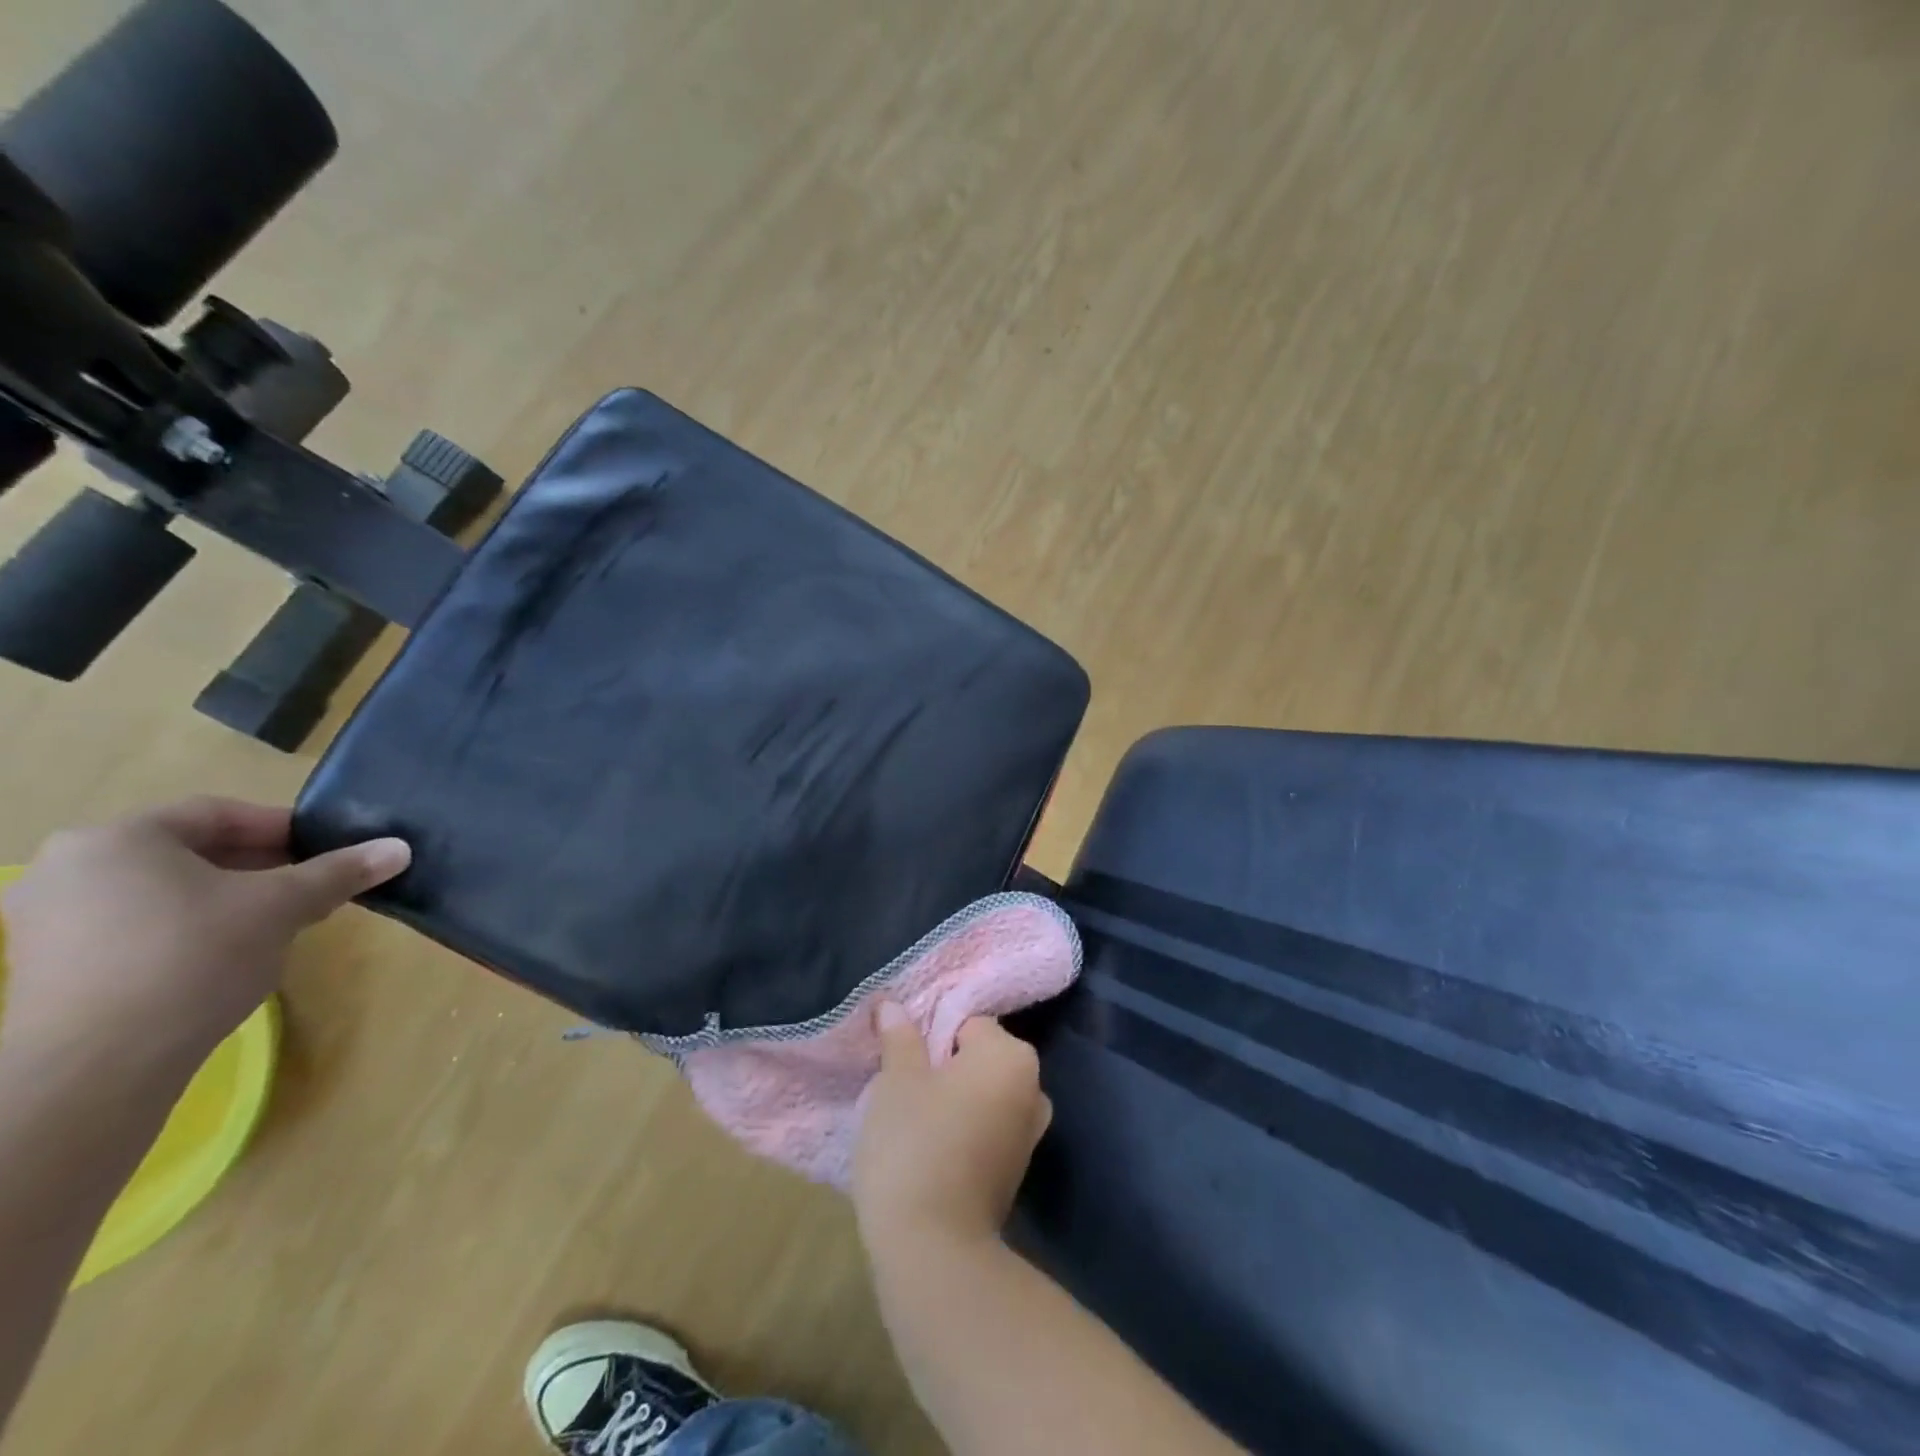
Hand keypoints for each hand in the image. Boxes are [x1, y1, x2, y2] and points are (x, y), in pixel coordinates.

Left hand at [0, 798, 408, 1087]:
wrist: (97, 1067)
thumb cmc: (193, 958)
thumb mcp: (282, 906)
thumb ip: (339, 872)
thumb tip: (400, 848)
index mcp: (118, 838)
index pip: (219, 814)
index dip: (284, 827)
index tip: (329, 848)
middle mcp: (69, 868)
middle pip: (190, 852)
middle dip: (262, 866)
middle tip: (314, 884)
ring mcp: (49, 921)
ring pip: (166, 891)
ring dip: (230, 899)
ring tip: (281, 921)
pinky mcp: (49, 968)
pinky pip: (138, 927)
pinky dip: (190, 929)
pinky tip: (230, 955)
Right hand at [853, 1002, 1051, 1261]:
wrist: (934, 1251)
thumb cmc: (914, 1145)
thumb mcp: (897, 1080)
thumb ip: (899, 1037)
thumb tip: (892, 1004)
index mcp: (1011, 1056)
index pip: (967, 1023)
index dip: (929, 1035)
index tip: (901, 1057)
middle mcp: (1033, 1087)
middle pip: (978, 1057)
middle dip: (942, 1066)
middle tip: (901, 1086)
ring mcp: (1029, 1132)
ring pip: (981, 1094)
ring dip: (952, 1099)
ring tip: (910, 1118)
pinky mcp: (1016, 1170)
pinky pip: (986, 1128)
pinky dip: (962, 1129)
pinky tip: (929, 1148)